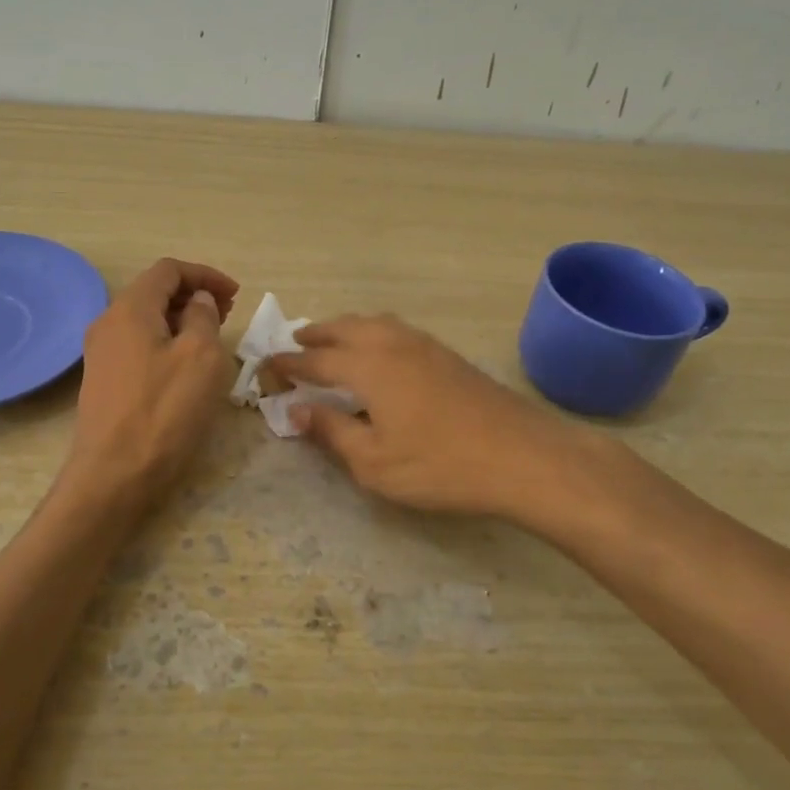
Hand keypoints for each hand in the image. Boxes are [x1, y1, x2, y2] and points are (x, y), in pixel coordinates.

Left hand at [64, 258, 238, 506]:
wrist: (114, 475)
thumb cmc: (163, 411)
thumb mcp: (200, 357)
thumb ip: (203, 317)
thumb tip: (198, 301)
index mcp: (130, 309)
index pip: (168, 270)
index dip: (205, 275)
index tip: (236, 295)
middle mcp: (108, 323)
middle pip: (154, 292)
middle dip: (194, 295)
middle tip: (228, 314)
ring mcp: (101, 353)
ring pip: (147, 320)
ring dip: (181, 320)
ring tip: (212, 338)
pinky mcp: (104, 380)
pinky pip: (139, 345)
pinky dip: (167, 342)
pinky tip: (187, 366)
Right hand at [263, 315, 582, 517]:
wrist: (521, 456)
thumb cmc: (439, 465)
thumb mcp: (374, 462)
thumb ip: (332, 432)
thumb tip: (297, 410)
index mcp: (368, 366)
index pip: (316, 359)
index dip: (289, 363)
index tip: (267, 365)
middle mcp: (393, 344)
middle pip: (345, 328)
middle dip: (317, 334)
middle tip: (296, 342)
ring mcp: (425, 345)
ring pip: (375, 323)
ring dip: (347, 328)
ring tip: (334, 340)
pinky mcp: (448, 355)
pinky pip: (398, 330)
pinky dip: (375, 332)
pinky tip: (382, 352)